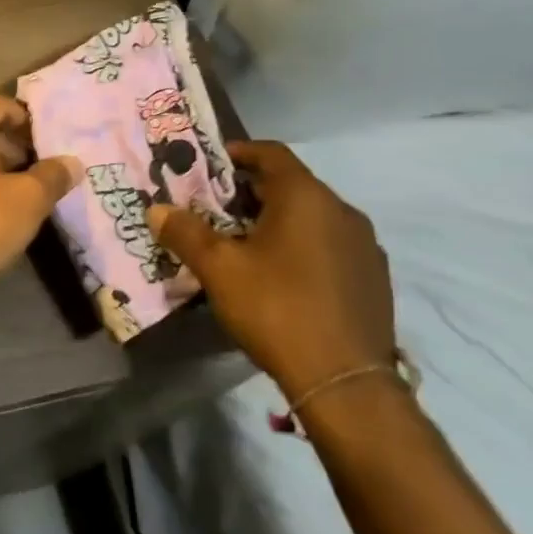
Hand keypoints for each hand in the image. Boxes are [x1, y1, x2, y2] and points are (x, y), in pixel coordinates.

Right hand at [150, 141, 394, 400]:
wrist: (345, 382)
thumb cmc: (277, 308)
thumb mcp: (218, 268)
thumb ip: (185, 232)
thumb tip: (157, 209)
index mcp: (306, 197)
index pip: (271, 153)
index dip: (238, 152)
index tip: (210, 164)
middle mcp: (342, 211)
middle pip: (291, 185)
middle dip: (250, 192)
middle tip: (214, 209)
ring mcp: (364, 246)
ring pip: (312, 217)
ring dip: (277, 220)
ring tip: (243, 244)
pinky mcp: (374, 279)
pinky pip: (330, 245)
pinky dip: (301, 245)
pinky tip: (280, 275)